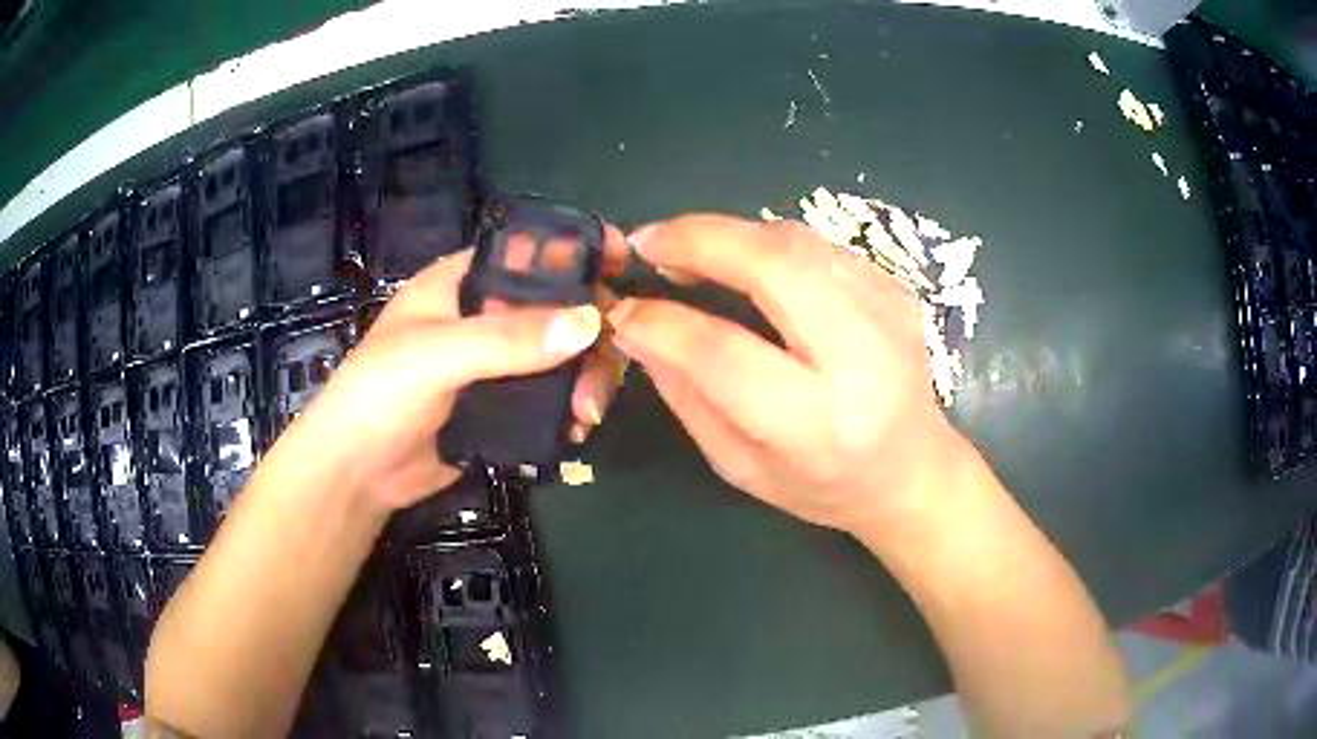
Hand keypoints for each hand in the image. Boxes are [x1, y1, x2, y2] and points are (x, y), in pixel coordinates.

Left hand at [277, 237, 628, 511]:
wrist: (358, 473)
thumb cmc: (380, 395)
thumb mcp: (437, 355)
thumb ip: (508, 338)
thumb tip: (591, 321)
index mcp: (464, 282)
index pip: (530, 250)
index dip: (577, 250)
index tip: (625, 263)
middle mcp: (486, 315)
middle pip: (560, 307)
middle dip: (591, 335)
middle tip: (600, 377)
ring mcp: (497, 363)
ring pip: (563, 355)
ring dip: (586, 379)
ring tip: (585, 416)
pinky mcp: (503, 406)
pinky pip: (552, 397)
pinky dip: (571, 409)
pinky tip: (575, 431)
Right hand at [607, 215, 968, 534]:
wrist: (913, 470)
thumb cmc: (823, 486)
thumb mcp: (740, 465)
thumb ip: (686, 395)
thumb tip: (636, 328)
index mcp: (817, 423)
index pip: (725, 354)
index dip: (664, 323)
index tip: (623, 309)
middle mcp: (861, 358)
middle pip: (773, 267)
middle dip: (698, 240)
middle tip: (648, 243)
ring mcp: (887, 312)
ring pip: (795, 242)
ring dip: (729, 235)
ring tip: (685, 252)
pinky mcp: (895, 288)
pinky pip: (816, 245)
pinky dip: (766, 243)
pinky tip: (743, 264)